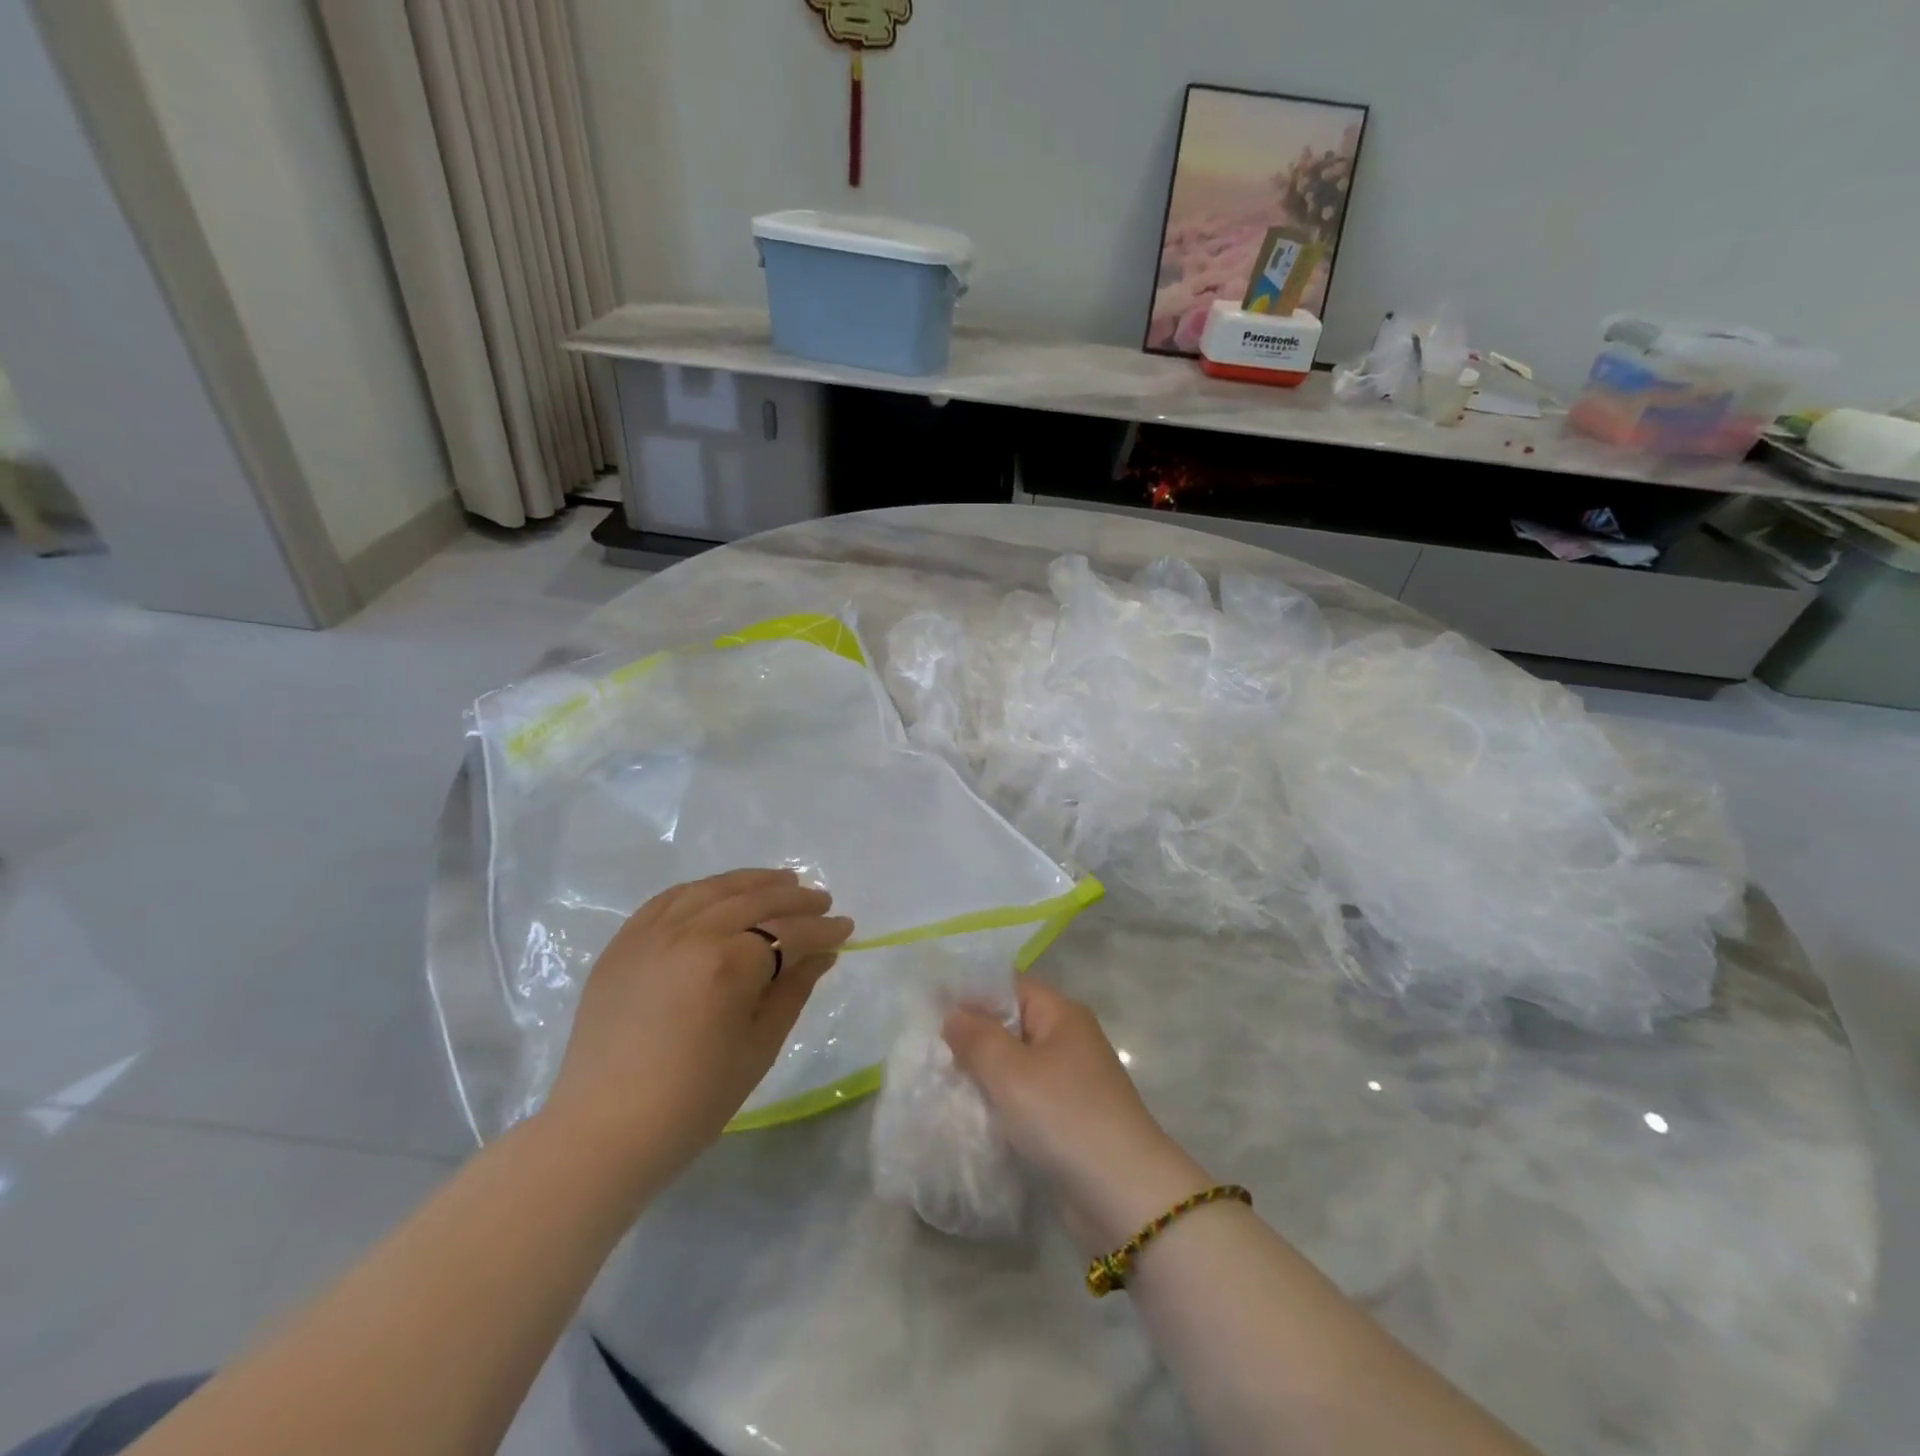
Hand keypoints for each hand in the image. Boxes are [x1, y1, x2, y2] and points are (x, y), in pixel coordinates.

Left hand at [544, 868, 852, 1177]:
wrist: (603, 1131)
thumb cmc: (694, 1100)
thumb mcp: (759, 1046)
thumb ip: (793, 990)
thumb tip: (822, 954)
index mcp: (729, 962)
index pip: (789, 933)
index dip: (822, 930)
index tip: (846, 927)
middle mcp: (691, 933)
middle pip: (755, 900)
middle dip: (795, 899)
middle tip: (821, 901)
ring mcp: (652, 933)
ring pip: (713, 890)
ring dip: (753, 882)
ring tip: (782, 881)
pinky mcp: (624, 943)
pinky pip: (669, 899)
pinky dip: (703, 890)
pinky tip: (721, 892)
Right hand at [944, 979, 1212, 1253]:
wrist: (1123, 1195)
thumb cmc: (1065, 1115)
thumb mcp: (1012, 1071)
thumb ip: (977, 1038)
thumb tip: (952, 1014)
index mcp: (1061, 1014)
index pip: (1009, 986)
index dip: (970, 992)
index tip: (928, 1005)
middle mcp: (1067, 1040)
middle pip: (1010, 1025)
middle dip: (971, 1035)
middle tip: (923, 1045)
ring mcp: (1068, 1082)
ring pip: (1013, 1065)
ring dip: (981, 1073)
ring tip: (935, 1078)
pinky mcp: (1064, 1120)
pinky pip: (1022, 1099)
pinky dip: (997, 1103)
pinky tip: (964, 1113)